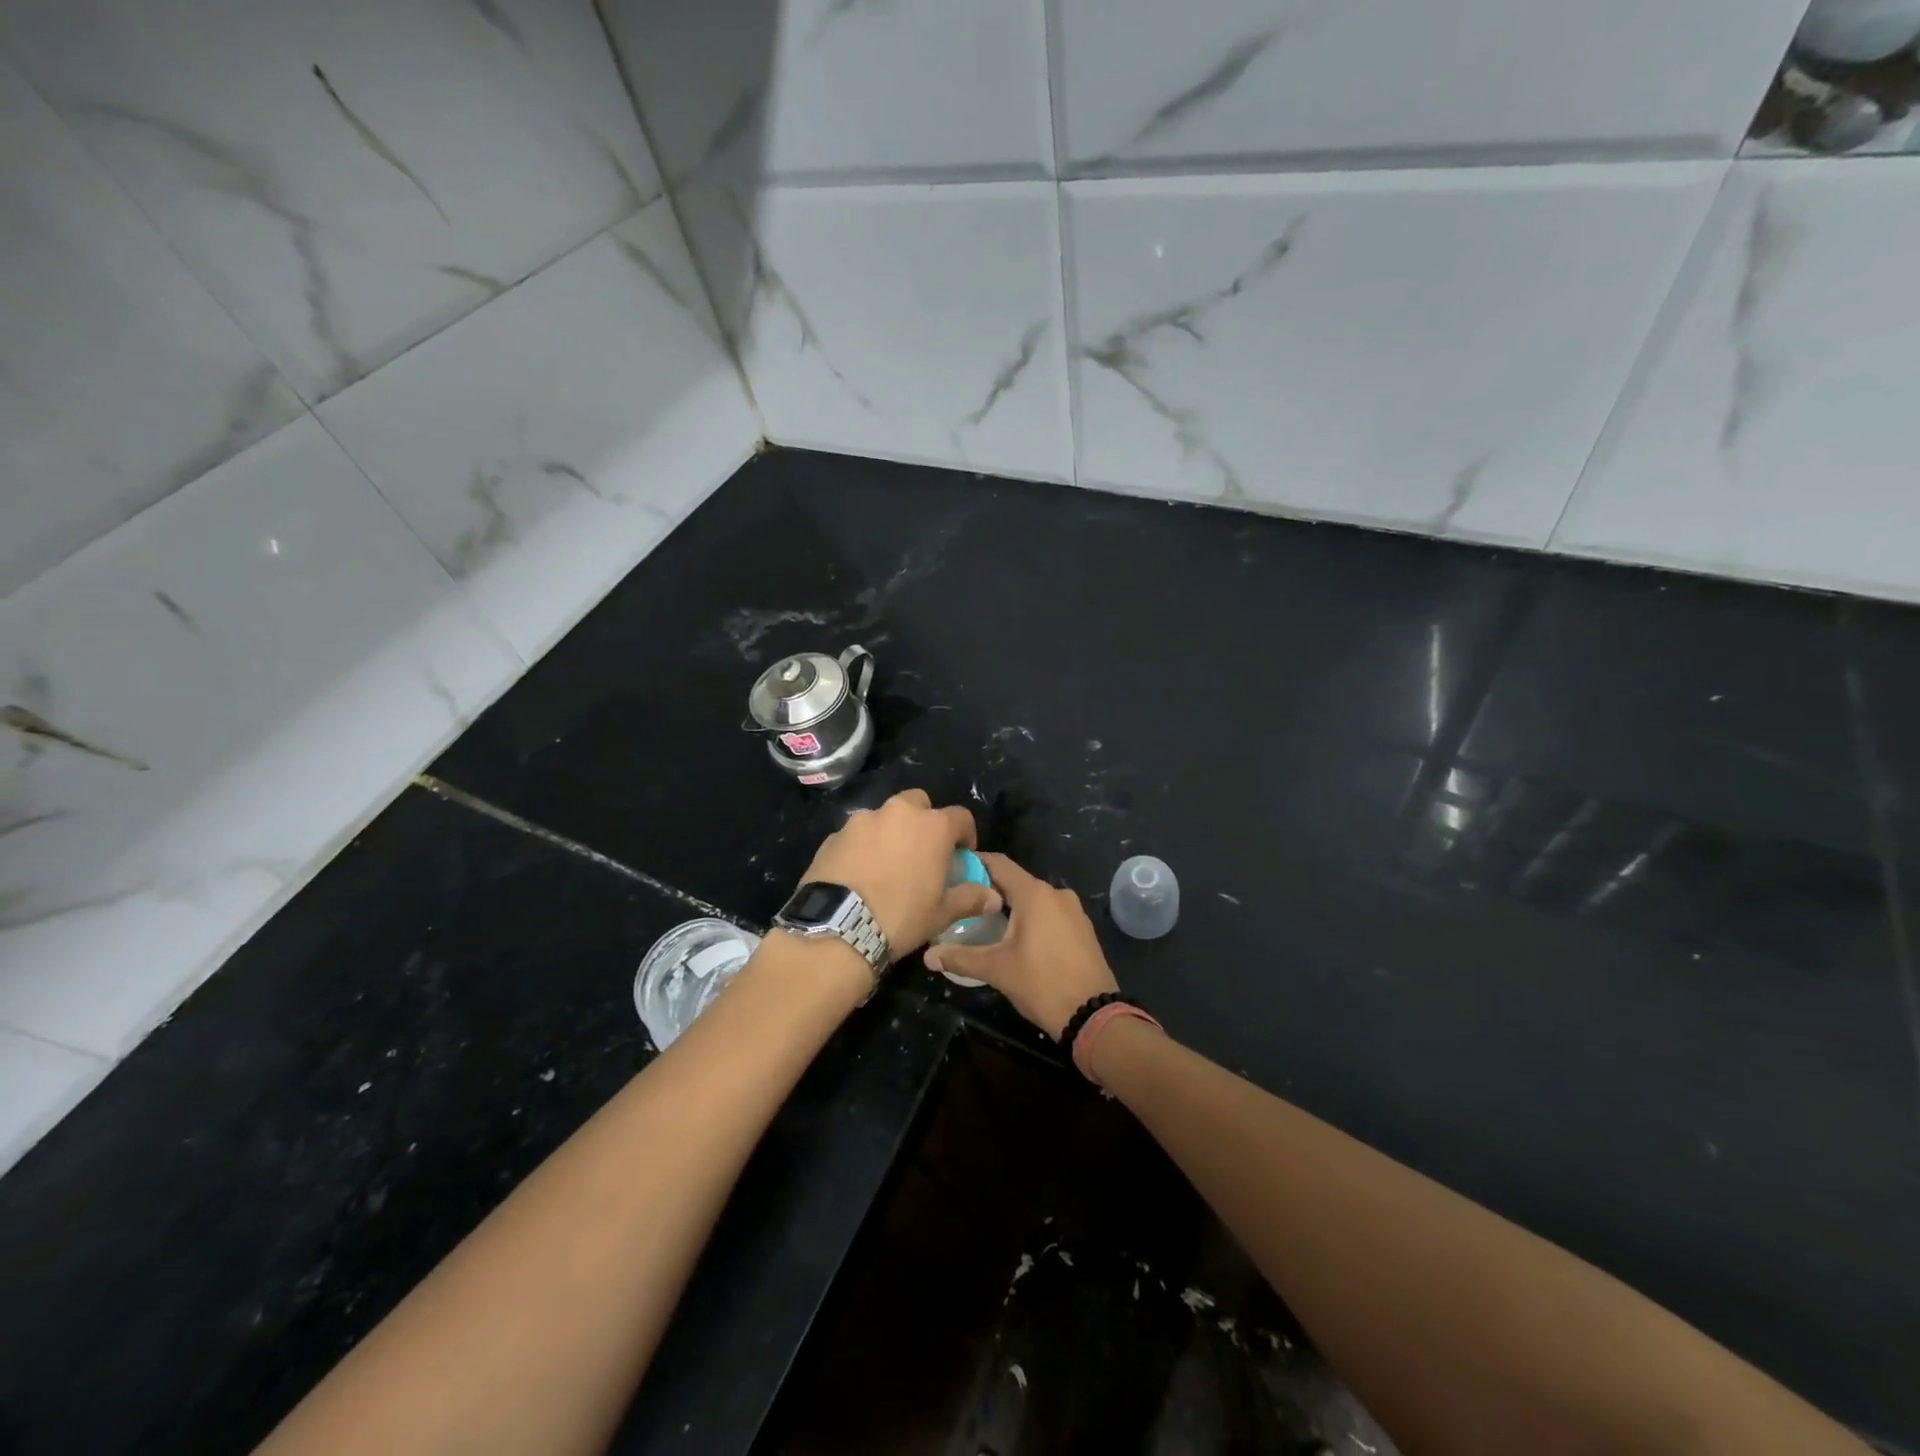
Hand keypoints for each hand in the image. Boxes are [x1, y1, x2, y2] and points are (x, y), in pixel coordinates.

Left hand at [797, 790, 999, 954]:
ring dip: (890, 831)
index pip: (960, 817)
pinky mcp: (834, 835)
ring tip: (887, 863)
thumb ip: (970, 898)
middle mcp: (898, 813)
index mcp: (932, 826)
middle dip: (924, 820)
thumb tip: (994, 898)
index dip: (965, 834)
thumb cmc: (901, 917)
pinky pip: (856, 834)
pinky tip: (859, 872)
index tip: (962, 854)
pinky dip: (862, 846)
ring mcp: (862, 821)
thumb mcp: (941, 914)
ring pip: (884, 816)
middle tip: (922, 851)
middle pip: (918, 803)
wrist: (838, 928)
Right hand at [923, 853, 1118, 1038]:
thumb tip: (928, 956)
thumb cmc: (1042, 984)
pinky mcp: (1081, 928)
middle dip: (989, 888)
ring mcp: (1073, 910)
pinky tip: (1014, 936)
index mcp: (1034, 894)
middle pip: (1015, 881)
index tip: (952, 868)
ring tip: (983, 919)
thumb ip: (961, 957)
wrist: (1094, 1015)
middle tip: (961, 900)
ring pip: (1033, 898)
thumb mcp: (997, 970)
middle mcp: (1055, 893)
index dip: (974, 862)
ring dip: (1010, 905)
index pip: (998, 864)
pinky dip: (1030, 917)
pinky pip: (1049, 913)